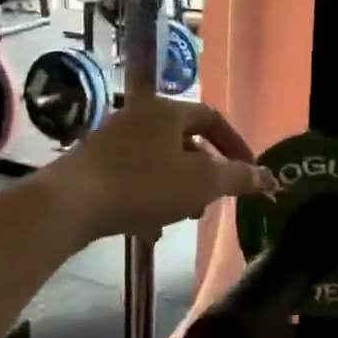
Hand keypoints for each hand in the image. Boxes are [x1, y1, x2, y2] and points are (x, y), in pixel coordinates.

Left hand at [55, 97, 273, 239]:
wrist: (69, 204)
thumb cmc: (143, 184)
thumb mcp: (200, 183)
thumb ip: (237, 178)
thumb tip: (269, 177)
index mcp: (167, 110)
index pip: (212, 117)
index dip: (234, 143)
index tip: (248, 169)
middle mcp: (139, 115)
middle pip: (184, 139)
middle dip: (204, 170)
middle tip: (214, 197)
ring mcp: (112, 139)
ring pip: (158, 159)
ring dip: (178, 185)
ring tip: (185, 215)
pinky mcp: (92, 164)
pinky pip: (133, 175)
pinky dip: (150, 196)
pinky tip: (150, 228)